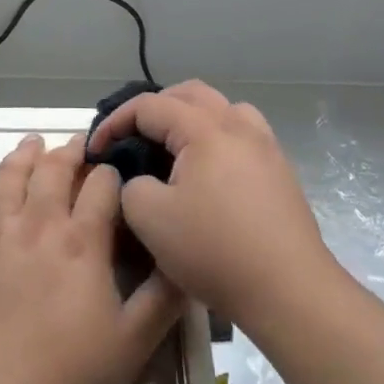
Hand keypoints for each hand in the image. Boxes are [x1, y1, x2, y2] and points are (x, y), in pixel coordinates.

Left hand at [0, 134, 185, 383]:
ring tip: (31, 141)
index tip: (120, 167)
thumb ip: (163, 298)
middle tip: (79, 141)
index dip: (113, 171)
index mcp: (82, 242)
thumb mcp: (133, 344)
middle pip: (54, 171)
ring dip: (22, 156)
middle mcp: (38, 226)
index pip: (102, 186)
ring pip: (8, 180)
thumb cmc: (65, 377)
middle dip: (70, 151)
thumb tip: (185, 258)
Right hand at [87, 82, 335, 333]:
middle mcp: (239, 126)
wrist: (288, 289)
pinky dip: (217, 137)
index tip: (96, 150)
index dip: (115, 122)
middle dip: (154, 109)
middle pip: (190, 94)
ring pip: (223, 109)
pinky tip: (208, 171)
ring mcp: (266, 146)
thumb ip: (130, 186)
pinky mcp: (280, 171)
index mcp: (205, 130)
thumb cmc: (214, 250)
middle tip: (131, 137)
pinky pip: (242, 134)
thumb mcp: (150, 219)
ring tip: (173, 147)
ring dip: (192, 117)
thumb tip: (140, 180)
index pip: (150, 106)